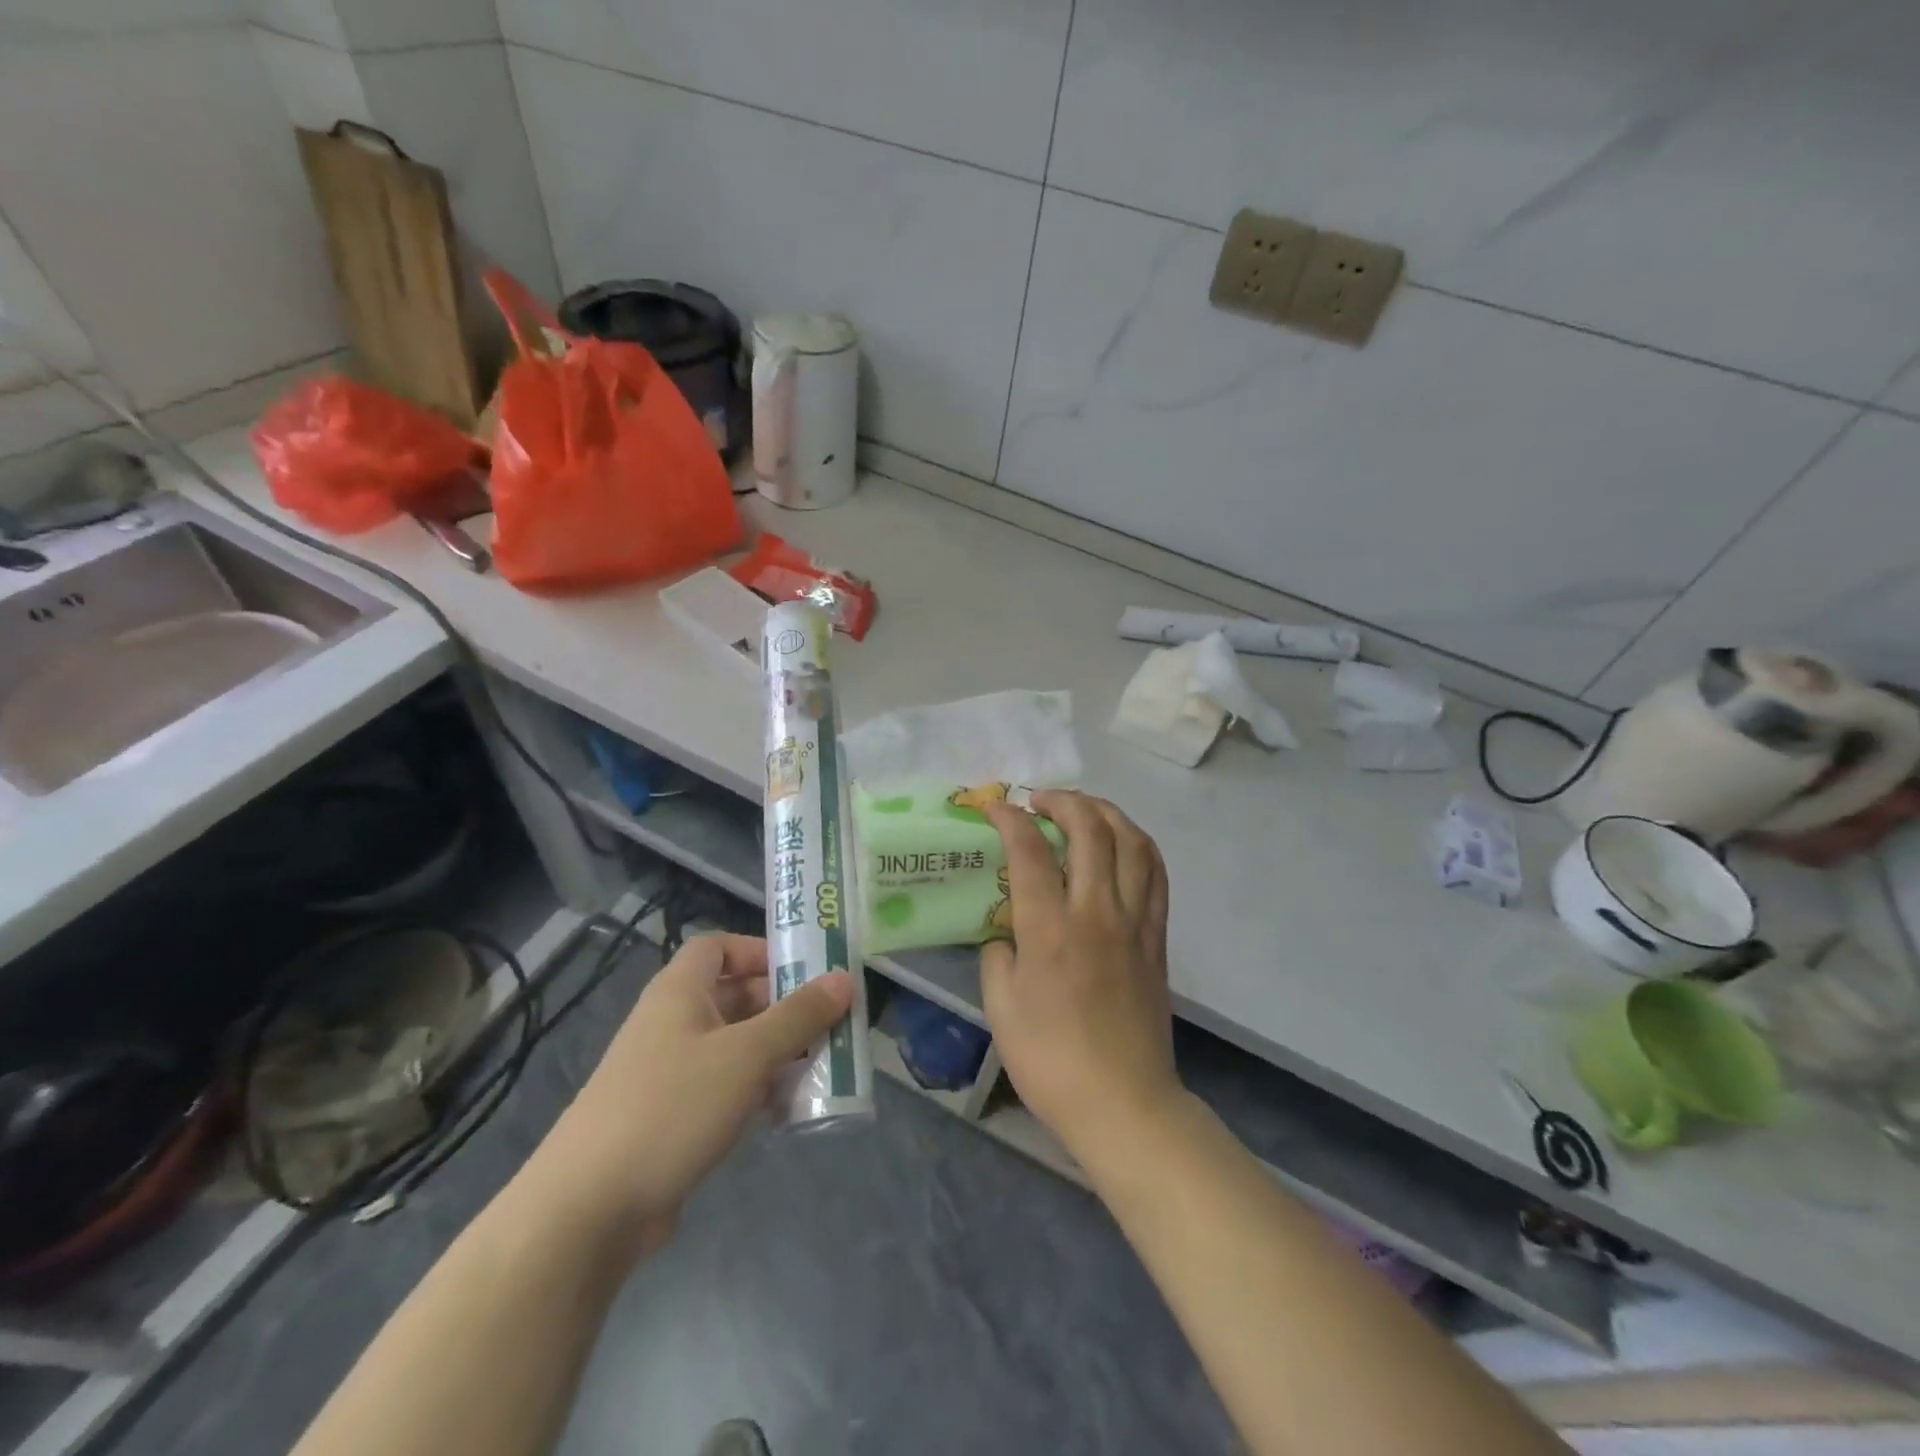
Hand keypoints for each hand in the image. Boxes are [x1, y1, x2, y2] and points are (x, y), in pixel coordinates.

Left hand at [526, 934, 852, 1259]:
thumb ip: (798, 1016)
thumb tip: (845, 978)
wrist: (588, 1209)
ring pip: (735, 1045)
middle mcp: (673, 1023)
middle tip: (831, 1020)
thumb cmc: (672, 1107)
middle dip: (783, 1006)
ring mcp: (670, 1072)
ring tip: (823, 1063)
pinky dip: (757, 1088)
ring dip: (777, 1050)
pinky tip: (789, 1107)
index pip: (718, 947)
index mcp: (680, 992)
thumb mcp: (746, 1055)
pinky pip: (725, 1086)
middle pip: (734, 996)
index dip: (760, 950)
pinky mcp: (673, 1117)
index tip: (804, 971)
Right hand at [980, 790, 1181, 1161]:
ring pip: (1131, 842)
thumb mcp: (1000, 1009)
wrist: (1124, 1103)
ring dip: (1106, 812)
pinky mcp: (1157, 938)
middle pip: (1090, 829)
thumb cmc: (1051, 1060)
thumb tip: (1006, 934)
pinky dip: (1138, 844)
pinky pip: (1155, 874)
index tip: (995, 806)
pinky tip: (1122, 843)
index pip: (1030, 850)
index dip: (1010, 818)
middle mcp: (1096, 912)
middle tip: (1039, 801)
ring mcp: (1134, 922)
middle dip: (1062, 801)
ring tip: (1083, 810)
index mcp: (1050, 929)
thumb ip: (997, 957)